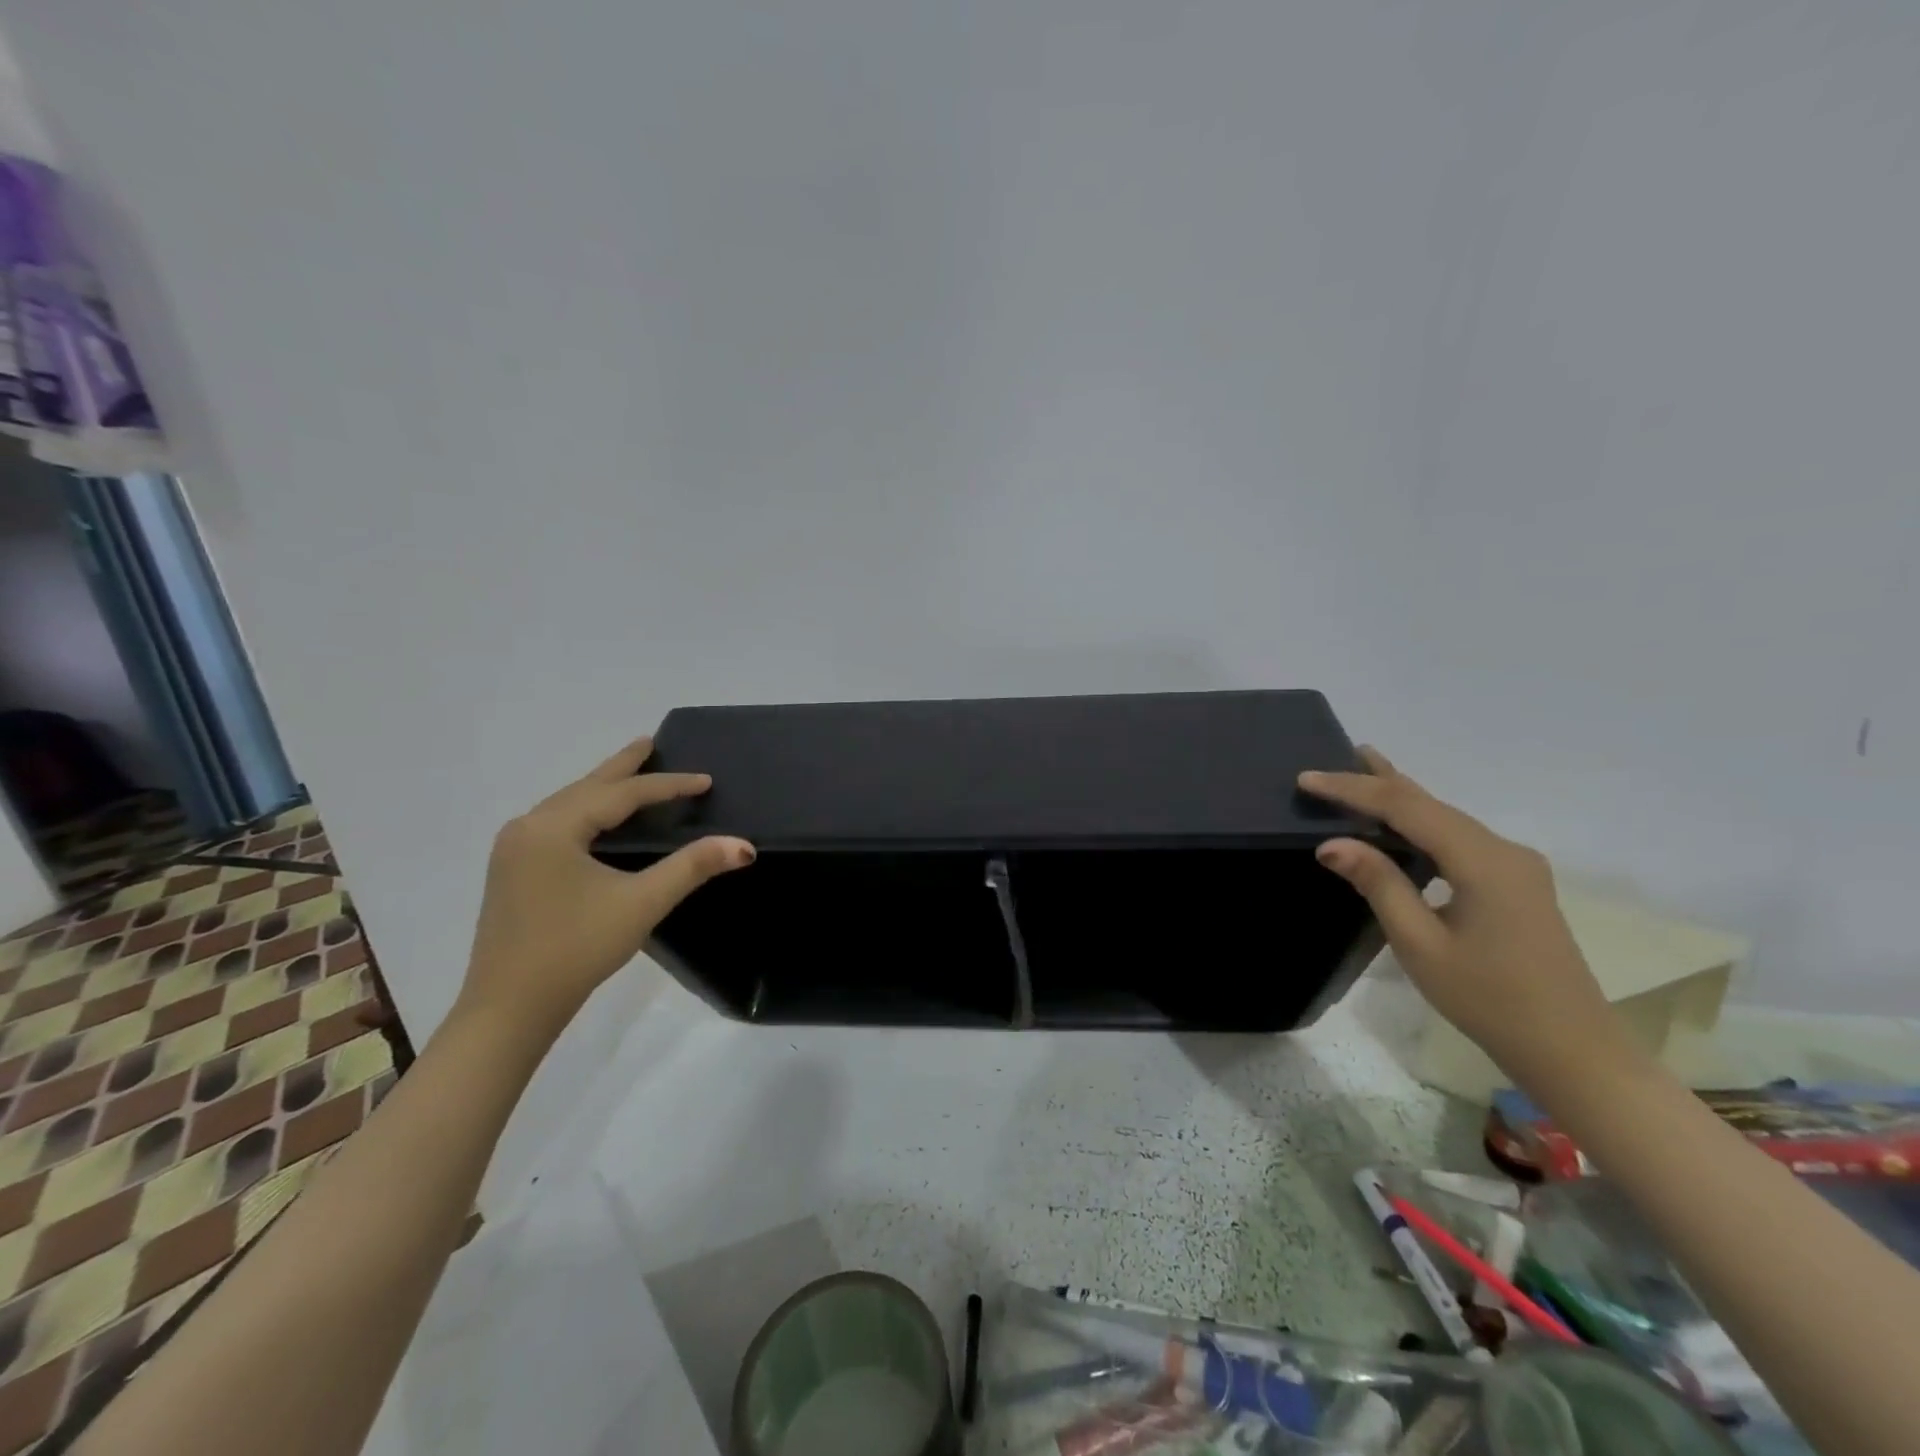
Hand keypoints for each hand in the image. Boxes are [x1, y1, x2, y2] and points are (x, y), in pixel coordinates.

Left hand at [458, 738, 754, 1039]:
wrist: (508, 1009)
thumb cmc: (576, 950)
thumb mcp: (641, 904)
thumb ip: (692, 867)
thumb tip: (743, 845)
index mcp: (553, 827)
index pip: (621, 794)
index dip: (668, 785)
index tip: (706, 781)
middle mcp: (527, 827)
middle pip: (587, 786)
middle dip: (624, 767)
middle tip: (652, 741)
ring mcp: (514, 849)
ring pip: (569, 804)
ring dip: (604, 788)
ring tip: (632, 771)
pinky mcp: (512, 870)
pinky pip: (557, 823)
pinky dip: (587, 810)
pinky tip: (599, 817)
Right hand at [1299, 747, 1624, 1082]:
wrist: (1572, 1050)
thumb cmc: (1489, 999)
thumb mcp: (1421, 944)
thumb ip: (1379, 884)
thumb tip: (1331, 843)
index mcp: (1481, 861)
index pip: (1405, 807)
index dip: (1353, 789)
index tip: (1306, 778)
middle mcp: (1503, 850)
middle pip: (1430, 803)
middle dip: (1378, 780)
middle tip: (1337, 755)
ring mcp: (1514, 865)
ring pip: (1445, 818)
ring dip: (1400, 798)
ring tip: (1362, 775)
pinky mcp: (1514, 882)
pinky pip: (1457, 838)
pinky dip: (1420, 823)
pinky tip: (1401, 824)